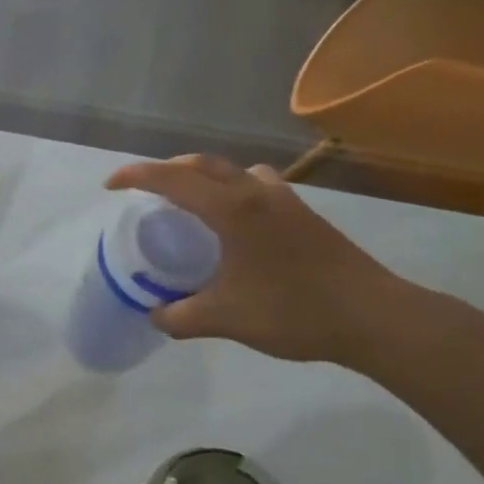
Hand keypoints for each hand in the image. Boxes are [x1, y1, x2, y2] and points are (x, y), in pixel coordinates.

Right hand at [104, 154, 412, 365]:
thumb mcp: (224, 319)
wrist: (374, 317)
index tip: (109, 186)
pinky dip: (232, 190)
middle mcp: (256, 192)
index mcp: (231, 209)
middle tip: (142, 190)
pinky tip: (234, 222)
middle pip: (201, 164)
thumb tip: (155, 315)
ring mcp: (285, 199)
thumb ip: (179, 317)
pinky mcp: (303, 214)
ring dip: (202, 176)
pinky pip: (256, 185)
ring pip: (232, 171)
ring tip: (187, 201)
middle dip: (165, 170)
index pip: (171, 179)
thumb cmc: (293, 311)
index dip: (134, 176)